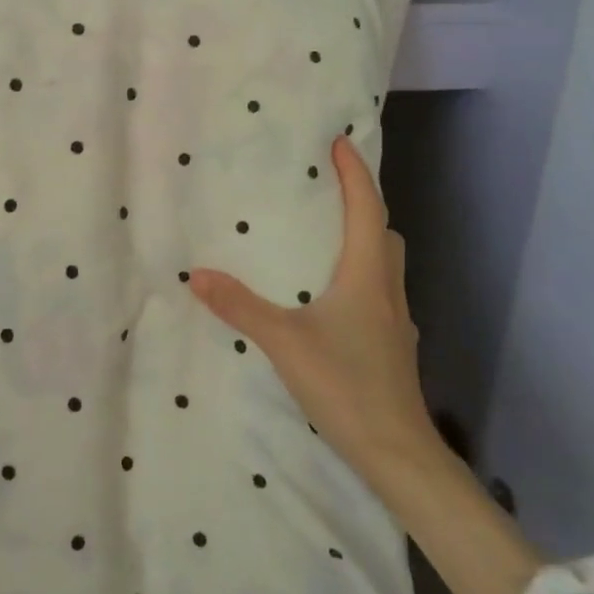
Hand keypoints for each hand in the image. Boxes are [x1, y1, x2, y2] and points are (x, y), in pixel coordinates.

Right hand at [189, 135, 436, 475]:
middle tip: (327, 186)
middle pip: (383, 232)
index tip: (340, 141)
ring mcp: (394, 319)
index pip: (367, 209)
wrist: (397, 452)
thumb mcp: (284, 342)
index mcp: (367, 275)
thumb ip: (240, 306)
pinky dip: (358, 271)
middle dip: (361, 202)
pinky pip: (377, 288)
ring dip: (363, 237)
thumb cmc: (346, 385)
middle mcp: (387, 289)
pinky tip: (329, 292)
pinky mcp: (390, 343)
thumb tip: (196, 274)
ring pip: (384, 262)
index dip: (355, 173)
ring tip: (324, 233)